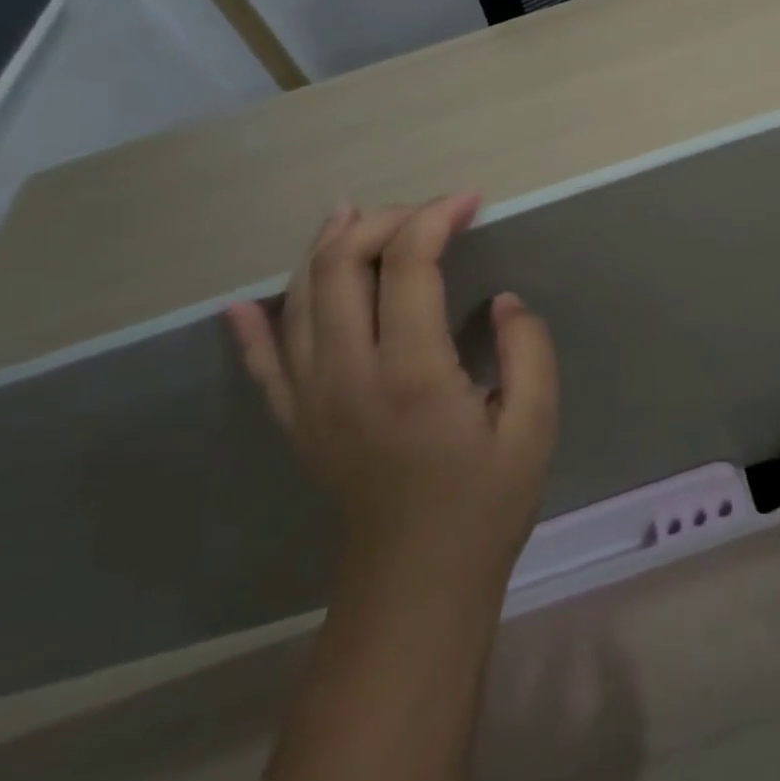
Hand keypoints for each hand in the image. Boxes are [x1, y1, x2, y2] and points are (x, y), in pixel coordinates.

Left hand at [225, 194, 559, 586]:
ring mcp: (311, 397)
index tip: (470, 202)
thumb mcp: (535, 426)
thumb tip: (504, 300)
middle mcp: (348, 374)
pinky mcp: (296, 420)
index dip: (436, 218)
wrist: (419, 578)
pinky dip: (254, 326)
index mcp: (412, 373)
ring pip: (300, 297)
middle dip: (383, 220)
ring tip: (352, 214)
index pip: (407, 264)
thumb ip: (529, 350)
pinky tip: (244, 303)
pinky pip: (263, 362)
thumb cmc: (485, 500)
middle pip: (342, 266)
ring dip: (325, 247)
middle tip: (426, 213)